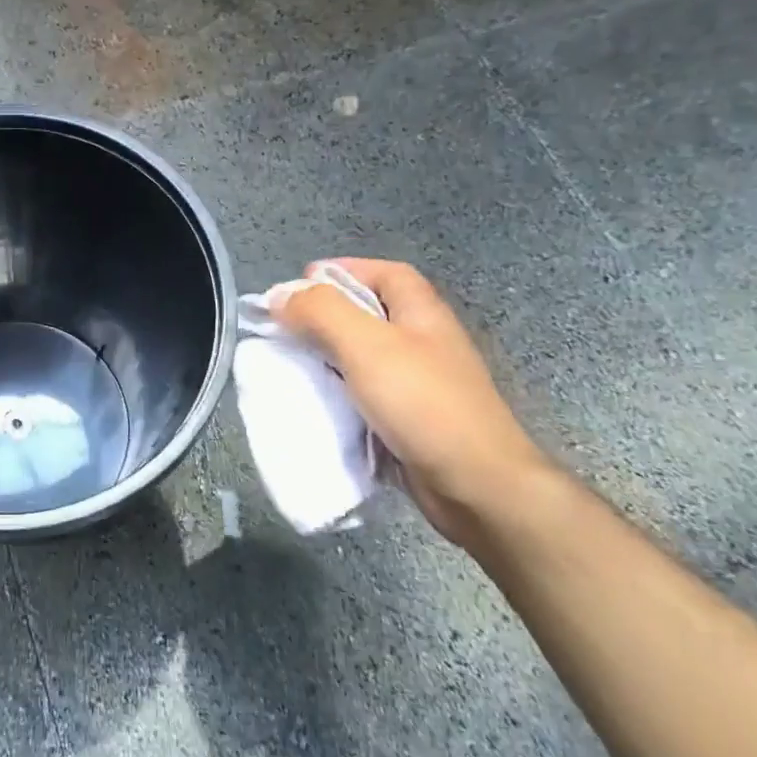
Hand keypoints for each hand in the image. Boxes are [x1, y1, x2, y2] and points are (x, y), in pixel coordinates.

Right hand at [269, 257, 550, 543]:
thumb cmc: (423, 404)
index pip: (384, 274)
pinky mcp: (409, 421)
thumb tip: (280, 296)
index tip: (299, 286)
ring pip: (363, 356)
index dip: (343, 270)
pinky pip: (364, 395)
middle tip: (285, 327)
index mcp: (421, 314)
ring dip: (327, 356)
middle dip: (325, 315)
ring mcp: (418, 384)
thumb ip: (321, 312)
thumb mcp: (367, 345)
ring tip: (291, 363)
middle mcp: (423, 342)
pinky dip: (338, 393)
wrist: (476, 486)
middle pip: (369, 314)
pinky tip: (315, 403)